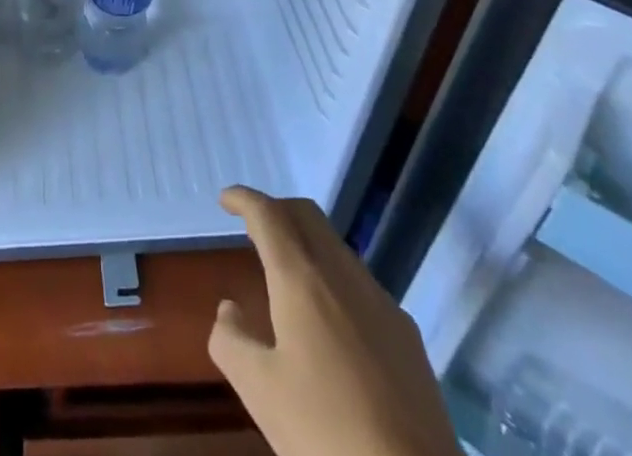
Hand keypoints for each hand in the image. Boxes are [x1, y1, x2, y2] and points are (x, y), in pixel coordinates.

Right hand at [211, 186, 457, 455]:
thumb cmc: (326, 435)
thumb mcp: (260, 392)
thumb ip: (232, 341)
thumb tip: (229, 310)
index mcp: (301, 279)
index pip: (268, 215)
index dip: (244, 199)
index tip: (225, 199)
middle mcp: (342, 274)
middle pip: (306, 215)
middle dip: (276, 210)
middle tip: (252, 228)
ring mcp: (380, 301)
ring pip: (336, 246)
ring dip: (306, 242)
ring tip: (286, 273)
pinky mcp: (406, 333)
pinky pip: (360, 282)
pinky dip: (333, 277)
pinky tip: (329, 322)